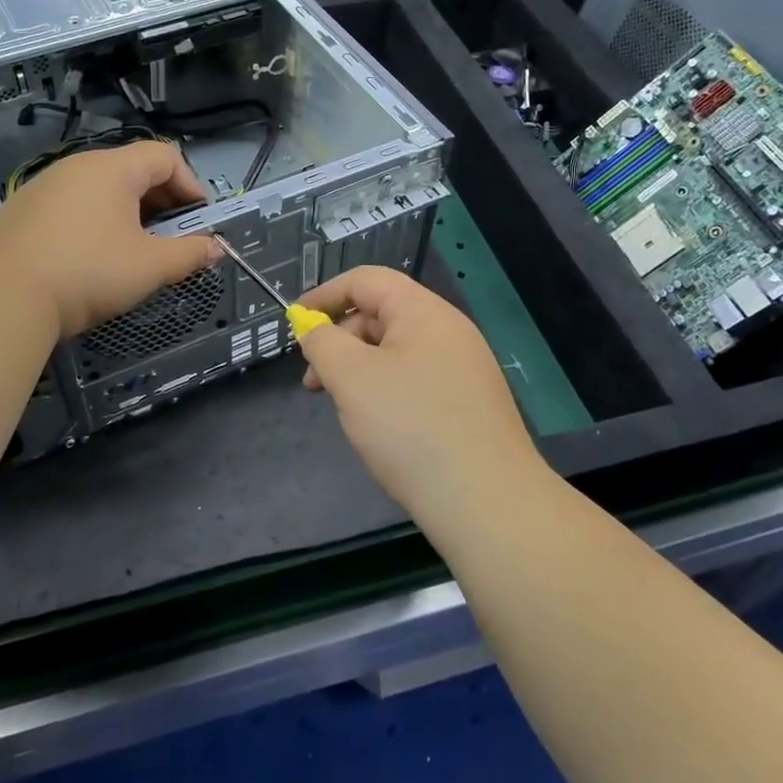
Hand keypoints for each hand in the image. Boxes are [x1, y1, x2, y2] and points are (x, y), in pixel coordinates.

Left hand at [0, 140, 223, 339]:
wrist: (4, 299)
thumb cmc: (89, 273)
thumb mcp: (151, 267)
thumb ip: (190, 254)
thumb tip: (216, 247)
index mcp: (112, 168)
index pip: (165, 156)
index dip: (191, 185)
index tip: (200, 220)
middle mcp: (77, 165)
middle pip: (132, 169)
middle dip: (162, 200)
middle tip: (172, 236)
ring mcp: (43, 185)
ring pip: (99, 187)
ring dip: (127, 211)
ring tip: (133, 247)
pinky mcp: (20, 209)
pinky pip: (70, 204)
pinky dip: (92, 219)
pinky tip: (89, 255)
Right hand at [296, 266, 544, 517]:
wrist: (488, 503)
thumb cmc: (411, 427)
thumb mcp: (352, 378)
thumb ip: (323, 343)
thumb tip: (314, 329)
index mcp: (423, 311)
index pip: (366, 280)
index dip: (324, 295)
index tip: (294, 323)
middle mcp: (449, 331)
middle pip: (381, 315)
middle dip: (339, 340)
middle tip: (313, 381)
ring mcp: (464, 368)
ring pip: (397, 352)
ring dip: (360, 369)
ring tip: (343, 407)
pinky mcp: (470, 404)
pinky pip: (417, 380)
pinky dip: (386, 391)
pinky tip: (378, 426)